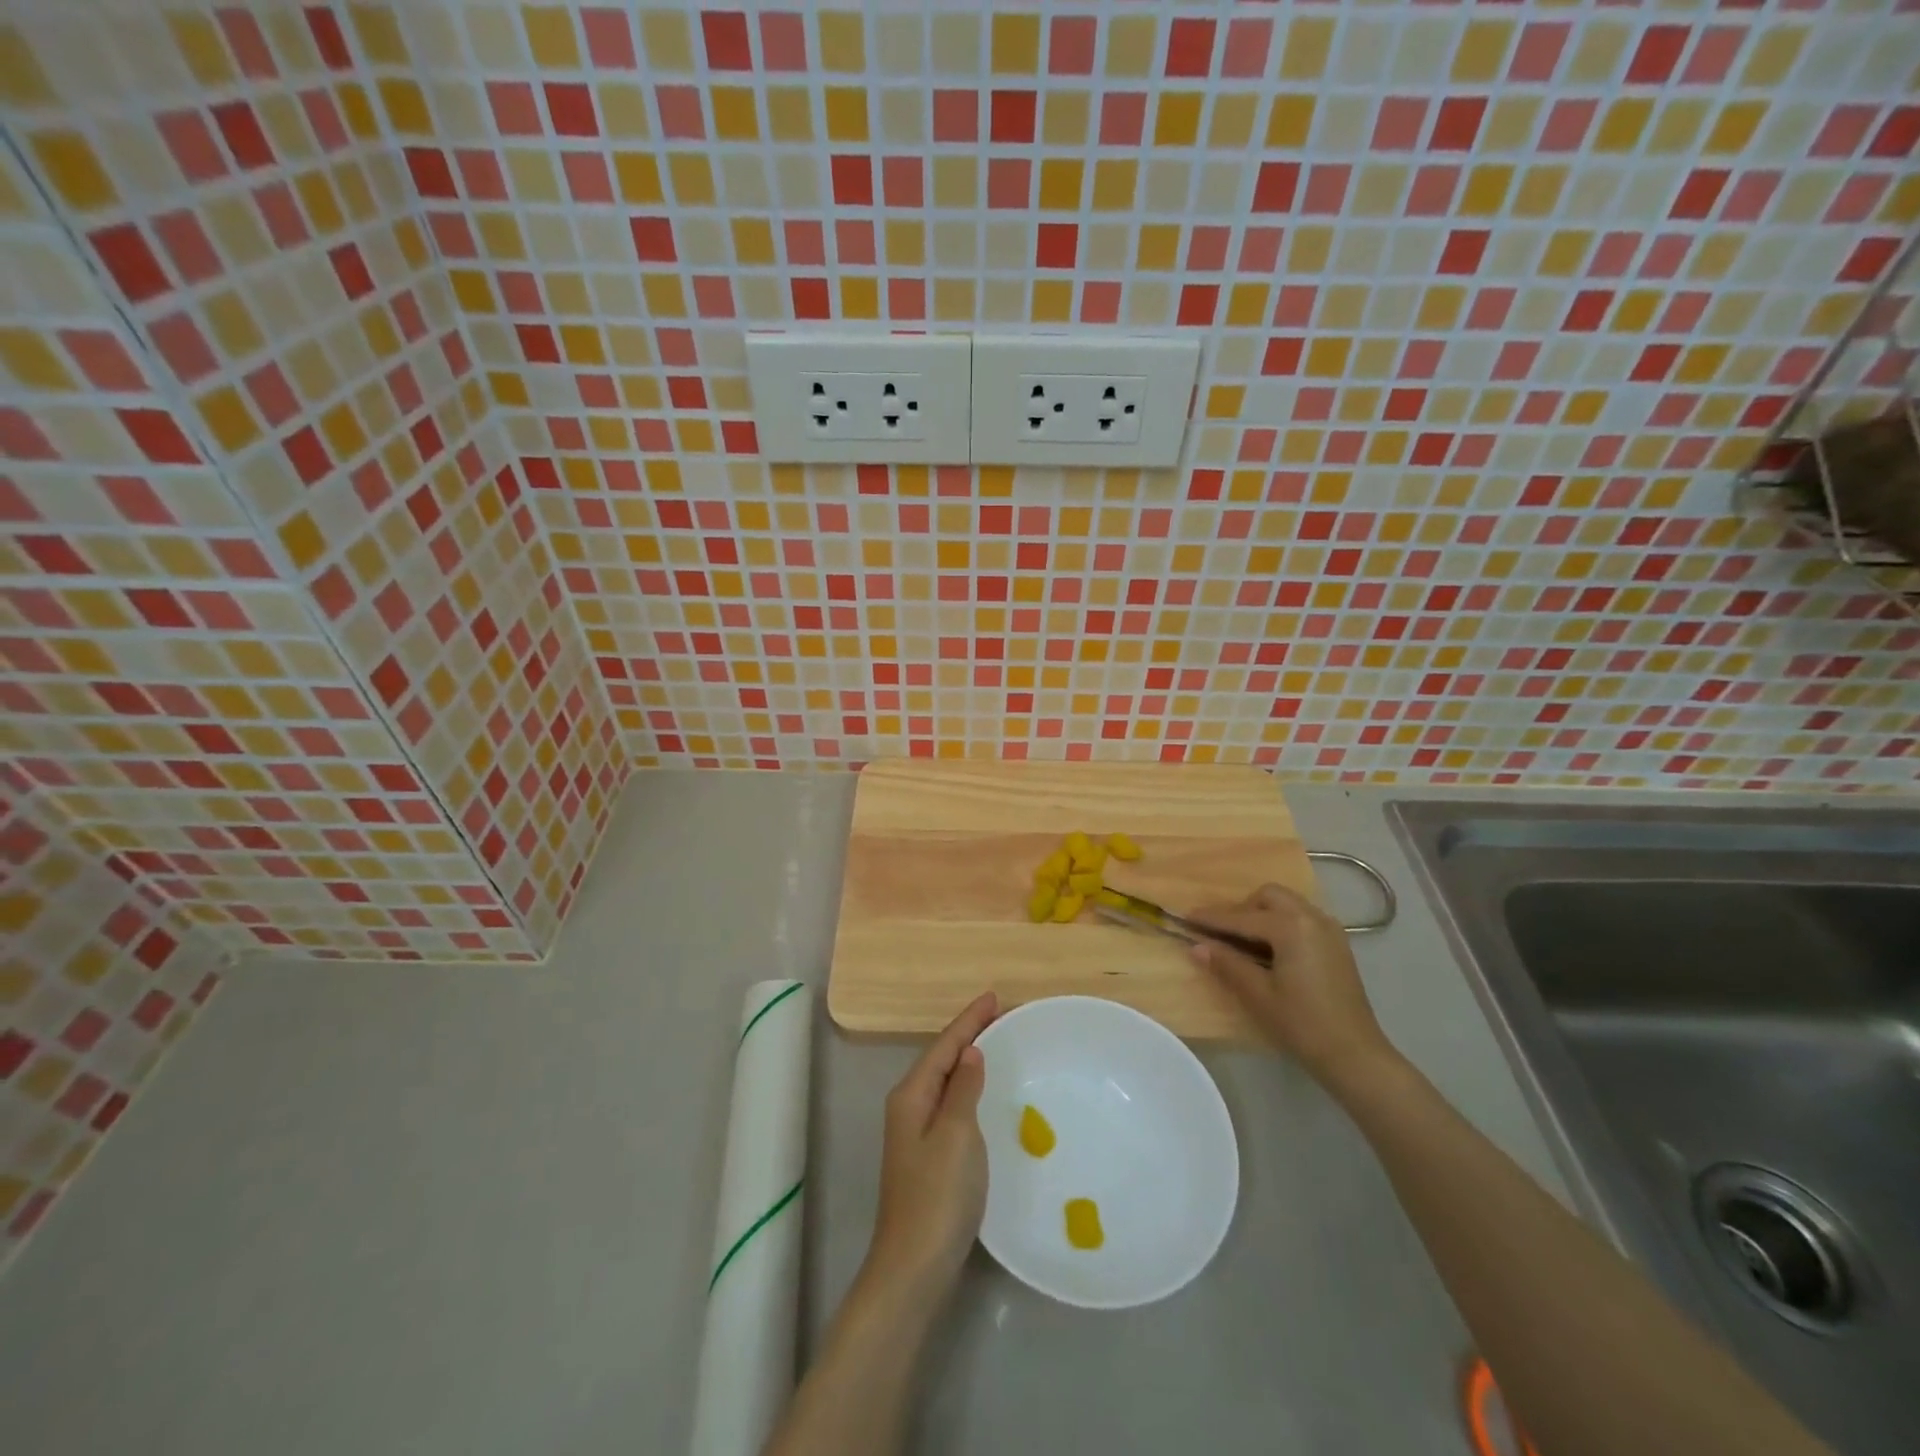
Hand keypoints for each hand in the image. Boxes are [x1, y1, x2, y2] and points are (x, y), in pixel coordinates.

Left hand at [865, 992, 998, 1297]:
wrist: (913, 1266)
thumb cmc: (938, 1196)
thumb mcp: (956, 1135)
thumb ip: (962, 1089)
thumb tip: (969, 1052)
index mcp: (911, 1095)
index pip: (943, 1044)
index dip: (969, 1020)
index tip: (994, 997)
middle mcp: (908, 1106)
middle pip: (940, 1057)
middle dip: (967, 1034)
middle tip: (1000, 1015)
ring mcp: (914, 1132)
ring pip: (943, 1080)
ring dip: (966, 1059)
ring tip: (994, 1042)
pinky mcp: (926, 1155)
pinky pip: (948, 1103)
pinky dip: (966, 1087)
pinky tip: (980, 1092)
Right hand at [1189, 884, 1400, 1094]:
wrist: (1355, 1055)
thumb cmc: (1302, 1024)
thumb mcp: (1258, 995)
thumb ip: (1227, 964)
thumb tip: (1197, 946)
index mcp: (1291, 927)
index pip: (1242, 918)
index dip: (1212, 919)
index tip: (1185, 917)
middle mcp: (1312, 918)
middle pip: (1268, 897)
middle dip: (1242, 909)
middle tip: (1222, 934)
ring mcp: (1329, 929)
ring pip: (1287, 904)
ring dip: (1262, 914)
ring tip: (1245, 942)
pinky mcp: (1337, 944)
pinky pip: (1302, 918)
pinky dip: (1281, 923)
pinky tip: (1272, 950)